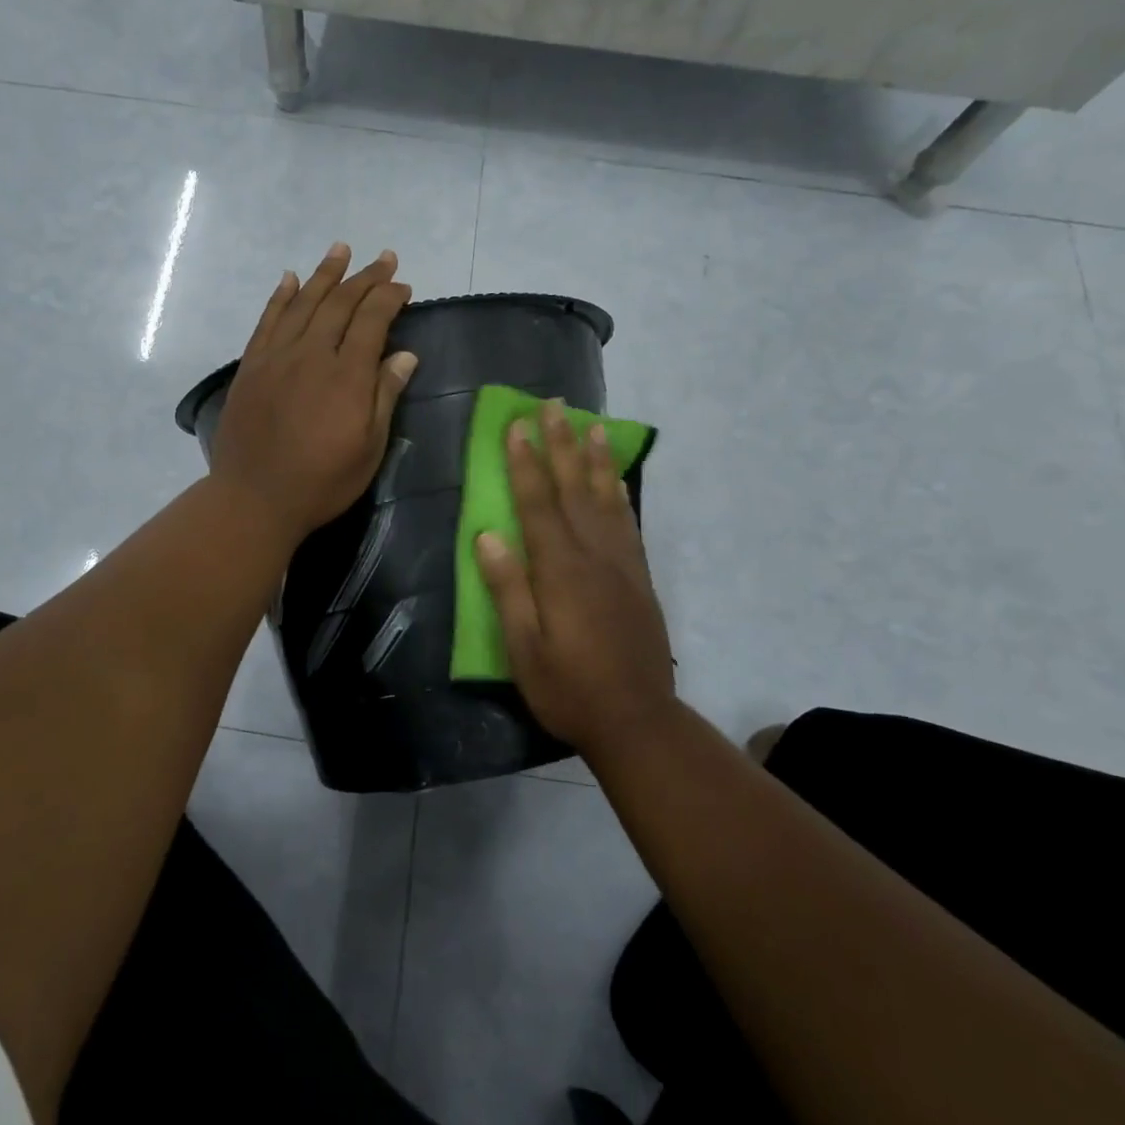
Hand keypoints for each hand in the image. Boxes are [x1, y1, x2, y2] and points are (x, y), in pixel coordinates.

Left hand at [211, 243, 418, 548]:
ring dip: (324, 274)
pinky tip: (289, 279)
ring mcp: (277, 356)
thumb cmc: (321, 481)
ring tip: (340, 249)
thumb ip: (384, 396)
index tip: (403, 286)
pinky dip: (280, 296)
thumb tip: (404, 355)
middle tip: (383, 259)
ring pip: (303, 303)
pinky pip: (268, 320)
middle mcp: (311, 354)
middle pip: (340, 303)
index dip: (389, 297)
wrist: (254, 498)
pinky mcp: (252, 366)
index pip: (372, 320)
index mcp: (347, 375)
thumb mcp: (368, 448)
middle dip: (364, 277)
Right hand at [476, 399, 677, 754]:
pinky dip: (620, 492)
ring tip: (592, 425)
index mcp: (560, 570)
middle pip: (574, 489)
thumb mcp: (524, 648)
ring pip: (606, 498)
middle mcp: (593, 556)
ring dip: (595, 458)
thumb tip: (486, 535)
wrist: (638, 720)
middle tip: (555, 405)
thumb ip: (507, 588)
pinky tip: (615, 478)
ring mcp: (621, 564)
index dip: (525, 463)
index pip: (537, 504)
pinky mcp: (639, 577)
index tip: (517, 425)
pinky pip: (628, 522)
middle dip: (561, 444)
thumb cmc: (568, 687)